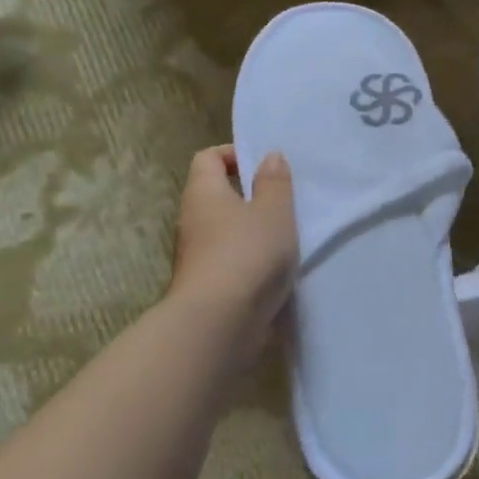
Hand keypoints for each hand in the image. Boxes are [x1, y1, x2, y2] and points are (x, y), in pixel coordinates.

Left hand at [170, 146, 297, 340]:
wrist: (218, 323)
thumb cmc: (248, 254)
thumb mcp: (274, 211)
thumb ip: (275, 183)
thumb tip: (269, 156)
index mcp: (204, 193)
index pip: (208, 158)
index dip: (234, 154)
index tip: (264, 167)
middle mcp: (192, 220)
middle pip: (216, 195)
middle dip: (248, 195)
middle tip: (283, 201)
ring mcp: (195, 256)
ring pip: (224, 230)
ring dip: (251, 229)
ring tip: (286, 236)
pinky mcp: (206, 285)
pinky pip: (229, 258)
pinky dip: (250, 258)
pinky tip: (275, 268)